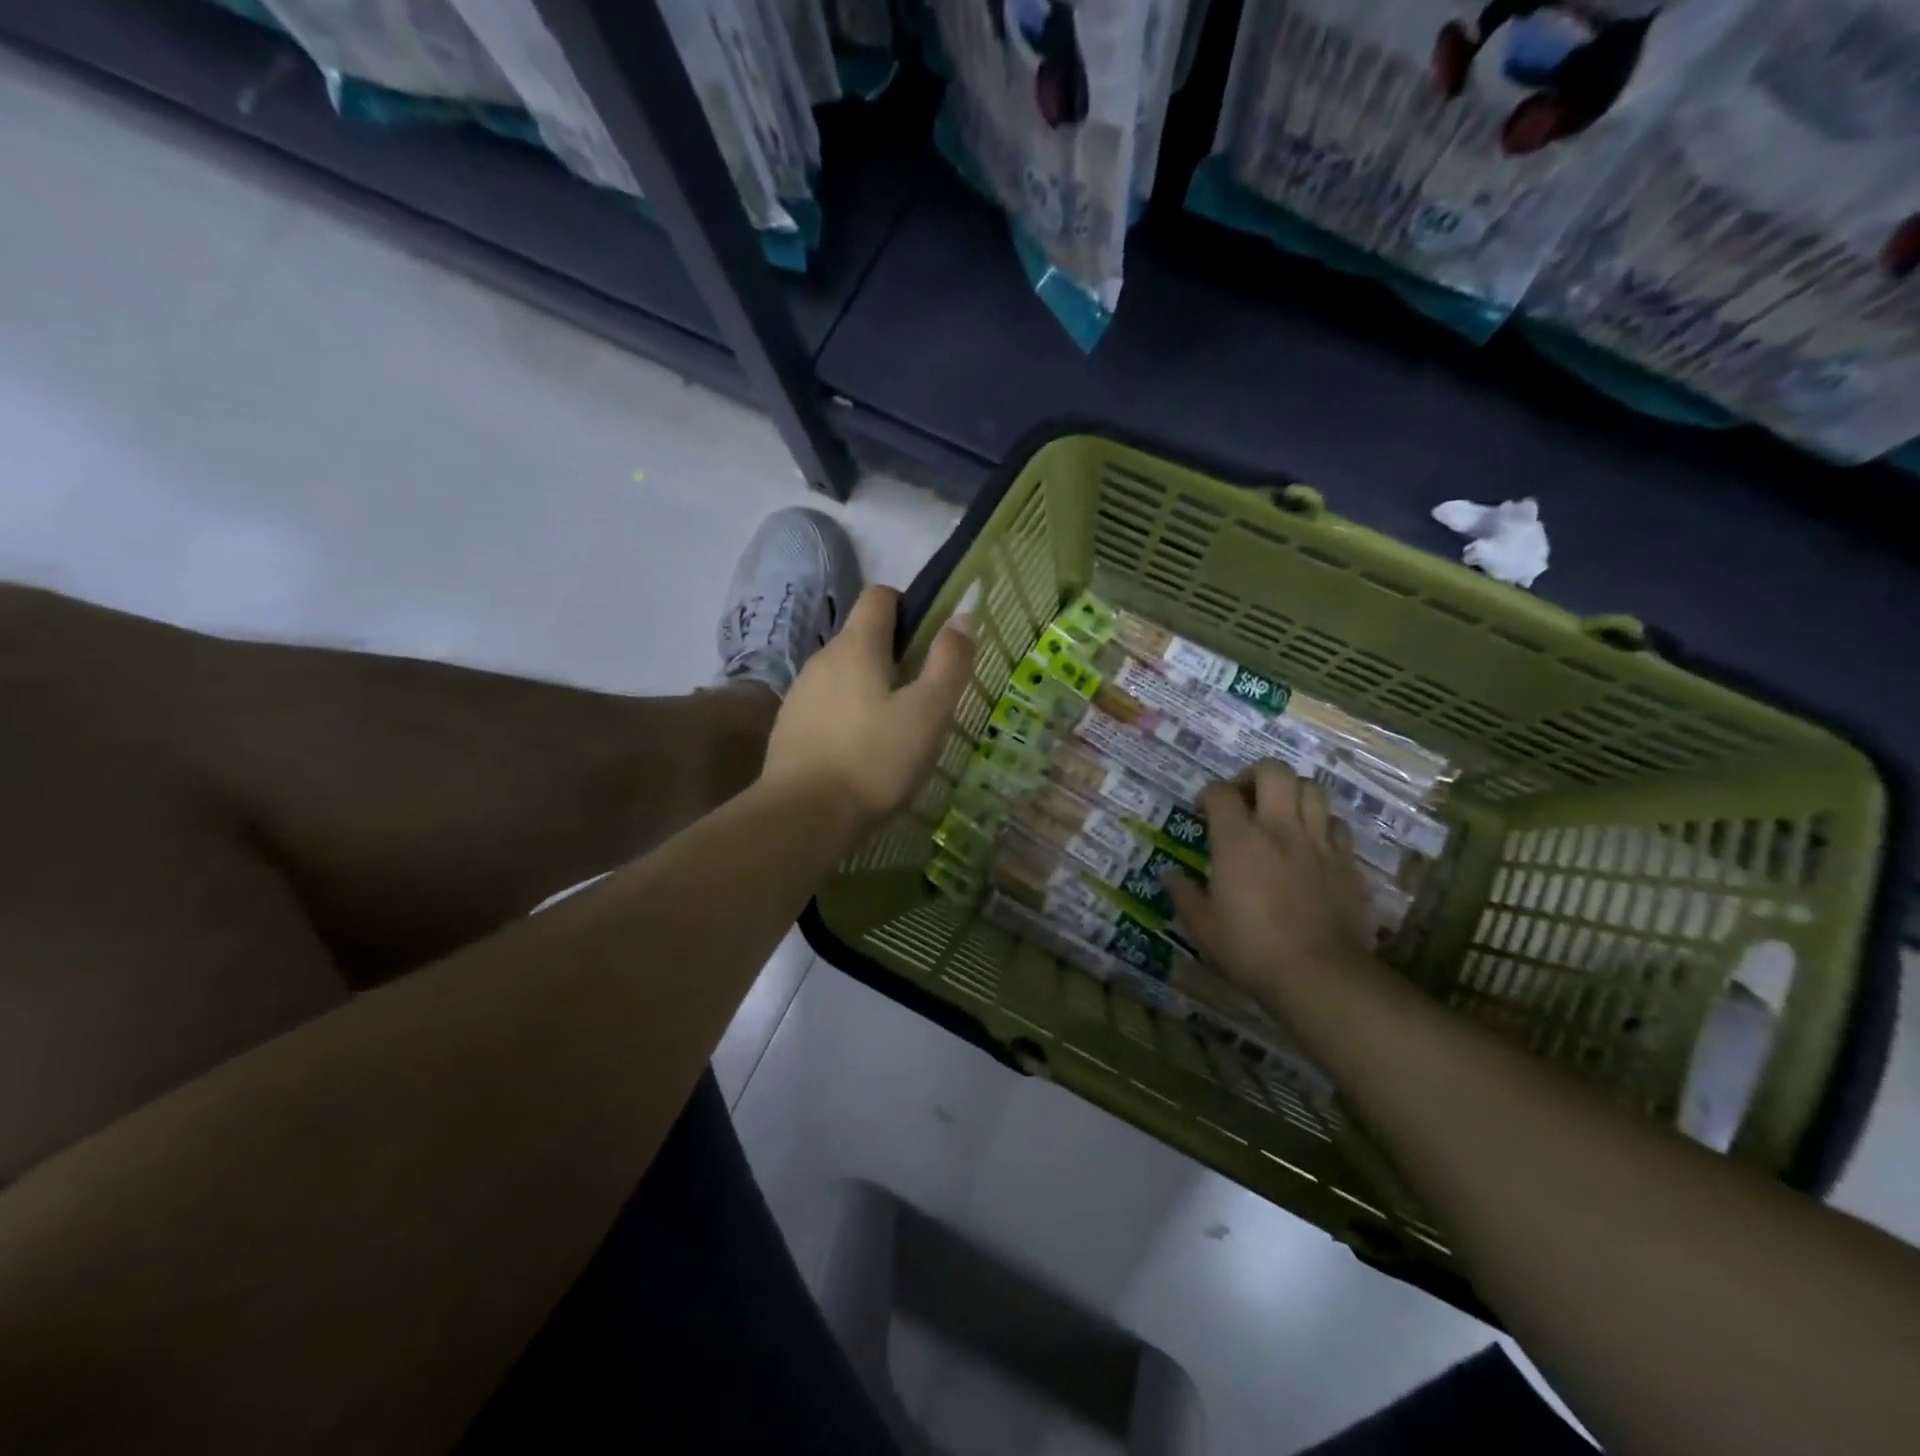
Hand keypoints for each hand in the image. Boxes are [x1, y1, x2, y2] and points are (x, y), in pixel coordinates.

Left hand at [762, 585, 974, 829]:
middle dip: (894, 654)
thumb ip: (949, 662)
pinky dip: (848, 714)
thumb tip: (961, 618)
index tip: (931, 640)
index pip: (880, 597)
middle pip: (862, 637)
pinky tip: (862, 751)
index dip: (909, 606)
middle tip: (924, 693)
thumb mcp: (928, 712)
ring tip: (895, 727)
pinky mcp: (789, 727)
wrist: (803, 816)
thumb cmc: (874, 759)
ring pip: (844, 674)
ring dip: (870, 687)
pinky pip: (826, 705)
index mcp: (856, 646)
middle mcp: (822, 659)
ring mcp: (800, 694)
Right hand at [1166, 762, 1376, 1017]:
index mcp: (1238, 840)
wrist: (1320, 976)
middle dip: (1254, 776)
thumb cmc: (1251, 950)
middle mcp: (1279, 829)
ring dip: (1291, 793)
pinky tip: (1311, 844)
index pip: (1220, 791)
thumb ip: (1184, 894)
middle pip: (1273, 770)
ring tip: (1279, 814)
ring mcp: (1318, 842)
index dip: (1207, 794)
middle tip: (1244, 799)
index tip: (1201, 812)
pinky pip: (1336, 824)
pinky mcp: (1347, 862)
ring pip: (1311, 788)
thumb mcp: (1202, 927)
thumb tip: (1170, 875)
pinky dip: (1321, 824)